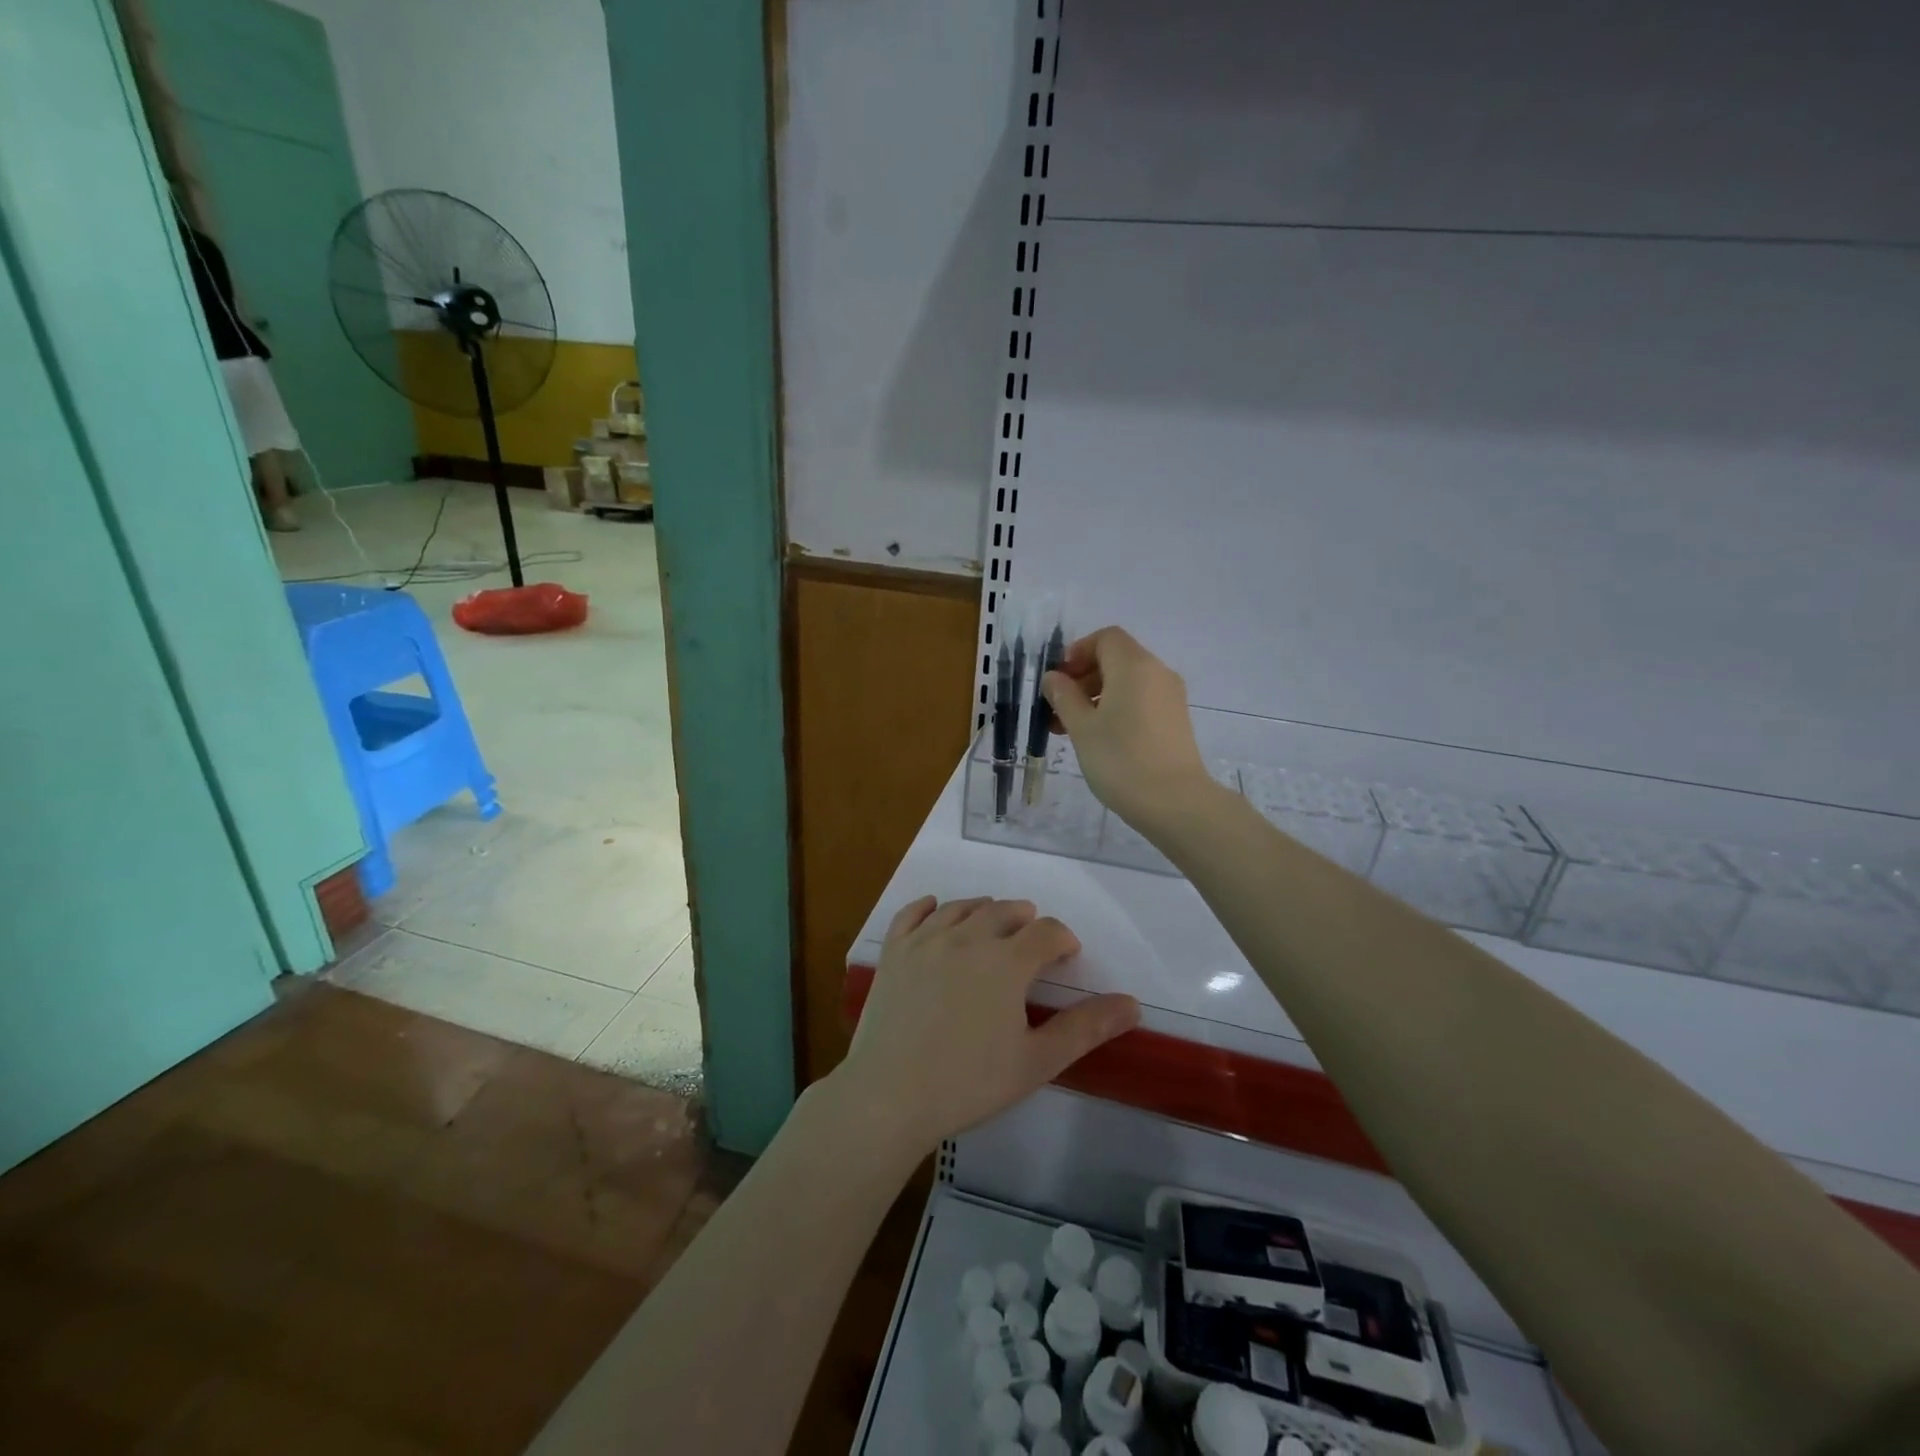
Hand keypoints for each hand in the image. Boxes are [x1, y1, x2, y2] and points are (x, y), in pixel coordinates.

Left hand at [835, 897, 1138, 1154]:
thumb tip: (1132, 1003)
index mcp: (1006, 961)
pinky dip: (927, 906)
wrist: (889, 1095)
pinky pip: (911, 914)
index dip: (1062, 938)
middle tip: (1032, 939)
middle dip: (1025, 920)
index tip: (1067, 955)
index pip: (1045, 932)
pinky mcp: (893, 952)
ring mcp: (925, 940)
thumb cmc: (968, 1083)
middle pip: (1004, 911)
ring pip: (961, 908)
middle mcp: (967, 937)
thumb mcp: (1036, 1062)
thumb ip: (1084, 1028)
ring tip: (993, 923)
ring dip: (984, 910)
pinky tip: (933, 907)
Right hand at [1042, 626, 1215, 833]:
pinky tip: (1100, 739)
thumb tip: (1054, 678)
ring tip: (1072, 729)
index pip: (1106, 638)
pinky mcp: (1175, 720)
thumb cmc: (1121, 759)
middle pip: (1116, 659)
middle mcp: (1157, 672)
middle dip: (1084, 678)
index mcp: (1134, 665)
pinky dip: (1117, 709)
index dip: (1078, 652)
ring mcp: (1170, 697)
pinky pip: (1141, 700)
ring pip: (1128, 682)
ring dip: (1097, 696)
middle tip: (1058, 709)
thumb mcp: (1082, 727)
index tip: (1059, 680)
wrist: (1175, 802)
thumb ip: (1064, 696)